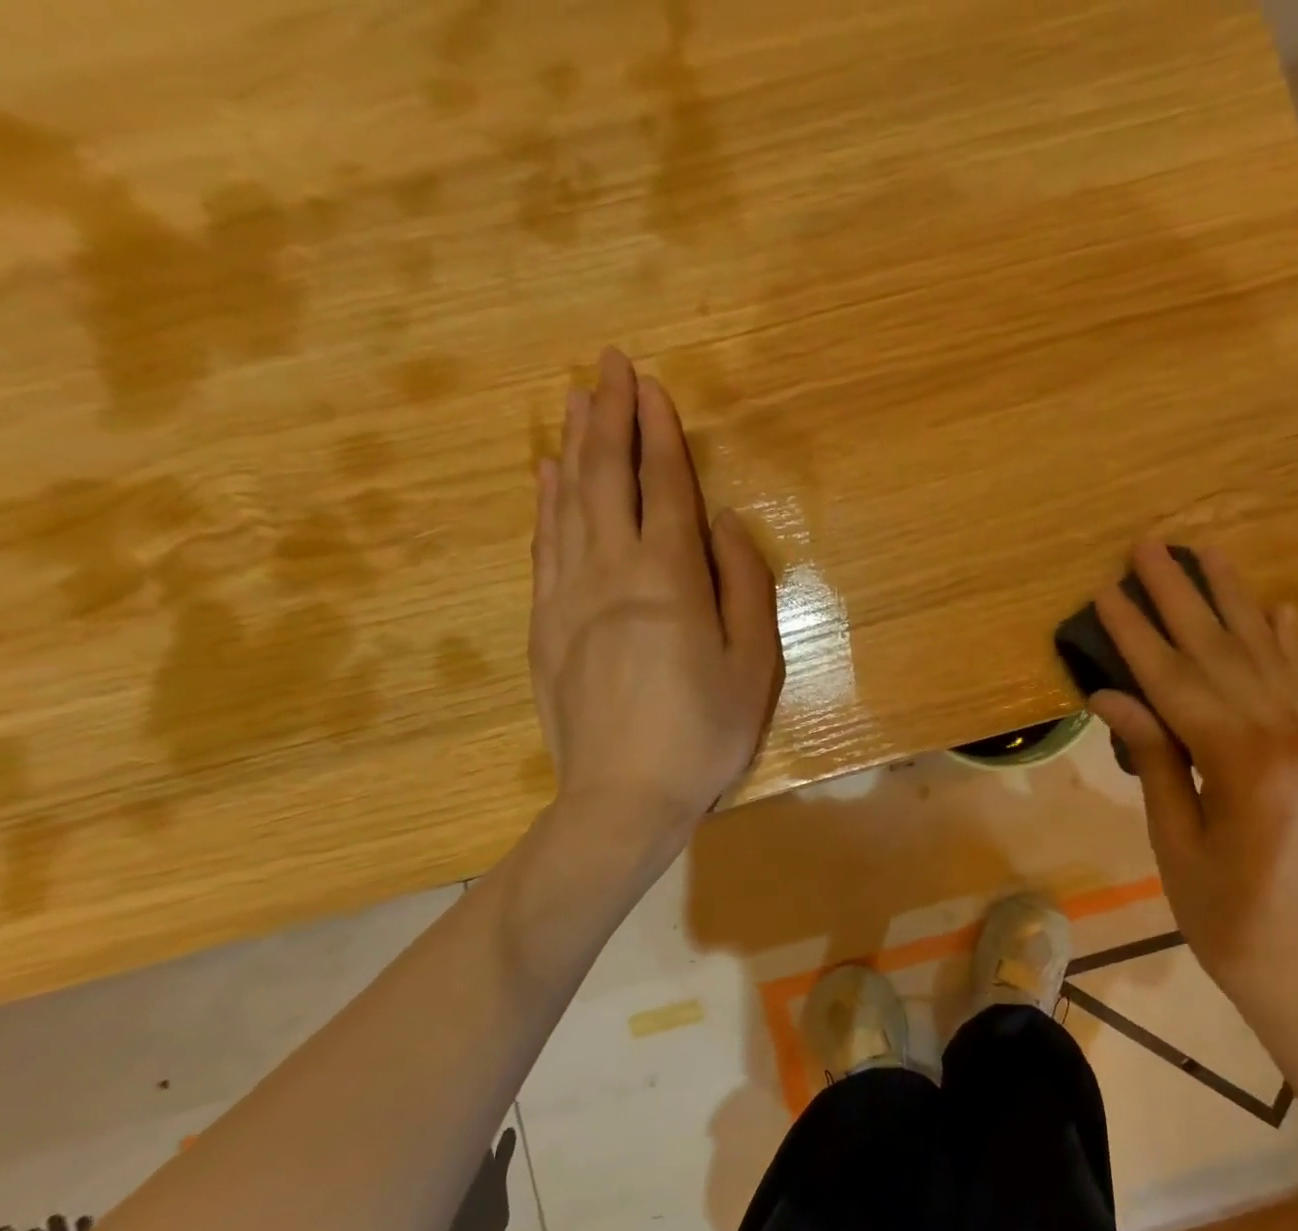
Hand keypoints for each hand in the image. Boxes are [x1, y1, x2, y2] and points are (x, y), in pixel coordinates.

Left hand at [529, 348, 781, 839]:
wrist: (622, 797)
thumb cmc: (703, 733)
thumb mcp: (753, 666)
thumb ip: (744, 586)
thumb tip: (724, 524)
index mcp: (669, 578)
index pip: (662, 486)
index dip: (658, 431)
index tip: (649, 383)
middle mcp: (611, 570)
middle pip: (605, 478)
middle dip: (608, 417)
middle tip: (606, 365)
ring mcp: (568, 595)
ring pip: (567, 503)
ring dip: (574, 447)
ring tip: (577, 402)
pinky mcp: (544, 624)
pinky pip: (543, 546)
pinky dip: (544, 502)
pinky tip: (545, 476)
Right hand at [1088, 541, 1297, 1009]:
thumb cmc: (1227, 921)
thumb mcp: (1176, 844)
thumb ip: (1153, 761)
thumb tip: (1115, 696)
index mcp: (1243, 766)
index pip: (1178, 683)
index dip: (1138, 636)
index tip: (1107, 590)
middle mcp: (1287, 738)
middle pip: (1223, 654)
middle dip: (1182, 596)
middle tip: (1150, 544)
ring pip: (1266, 656)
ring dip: (1232, 601)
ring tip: (1207, 552)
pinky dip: (1285, 642)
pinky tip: (1275, 607)